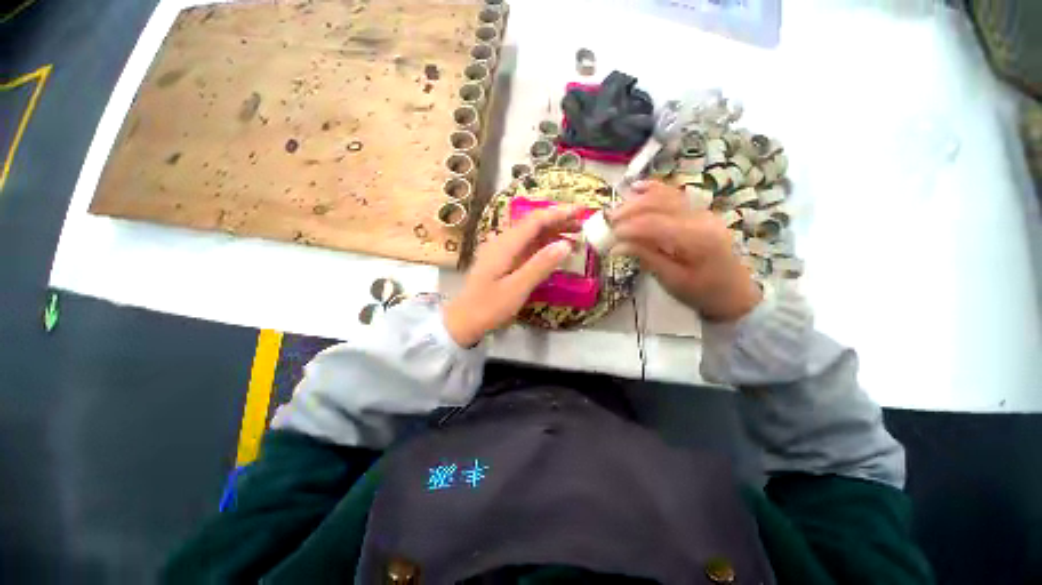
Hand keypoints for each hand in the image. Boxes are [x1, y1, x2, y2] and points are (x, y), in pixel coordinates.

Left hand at [443, 206, 582, 345]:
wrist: (464, 320)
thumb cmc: (489, 306)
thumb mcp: (517, 288)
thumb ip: (540, 265)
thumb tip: (566, 244)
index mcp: (505, 245)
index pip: (534, 221)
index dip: (558, 214)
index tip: (580, 212)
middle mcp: (502, 242)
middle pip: (532, 224)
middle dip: (557, 221)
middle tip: (582, 225)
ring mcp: (501, 251)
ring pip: (530, 235)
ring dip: (551, 232)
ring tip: (574, 235)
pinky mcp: (502, 260)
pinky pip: (526, 246)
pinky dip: (542, 245)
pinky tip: (554, 251)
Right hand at [610, 181, 761, 321]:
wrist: (734, 293)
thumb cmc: (702, 293)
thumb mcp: (672, 280)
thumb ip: (646, 258)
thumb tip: (617, 246)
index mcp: (696, 239)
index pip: (655, 224)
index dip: (628, 227)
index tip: (609, 234)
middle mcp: (700, 218)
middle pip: (659, 204)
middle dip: (629, 210)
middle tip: (606, 221)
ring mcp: (702, 212)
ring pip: (665, 196)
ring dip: (637, 200)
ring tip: (616, 210)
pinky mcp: (699, 213)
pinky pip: (673, 196)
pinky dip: (653, 190)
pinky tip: (637, 187)